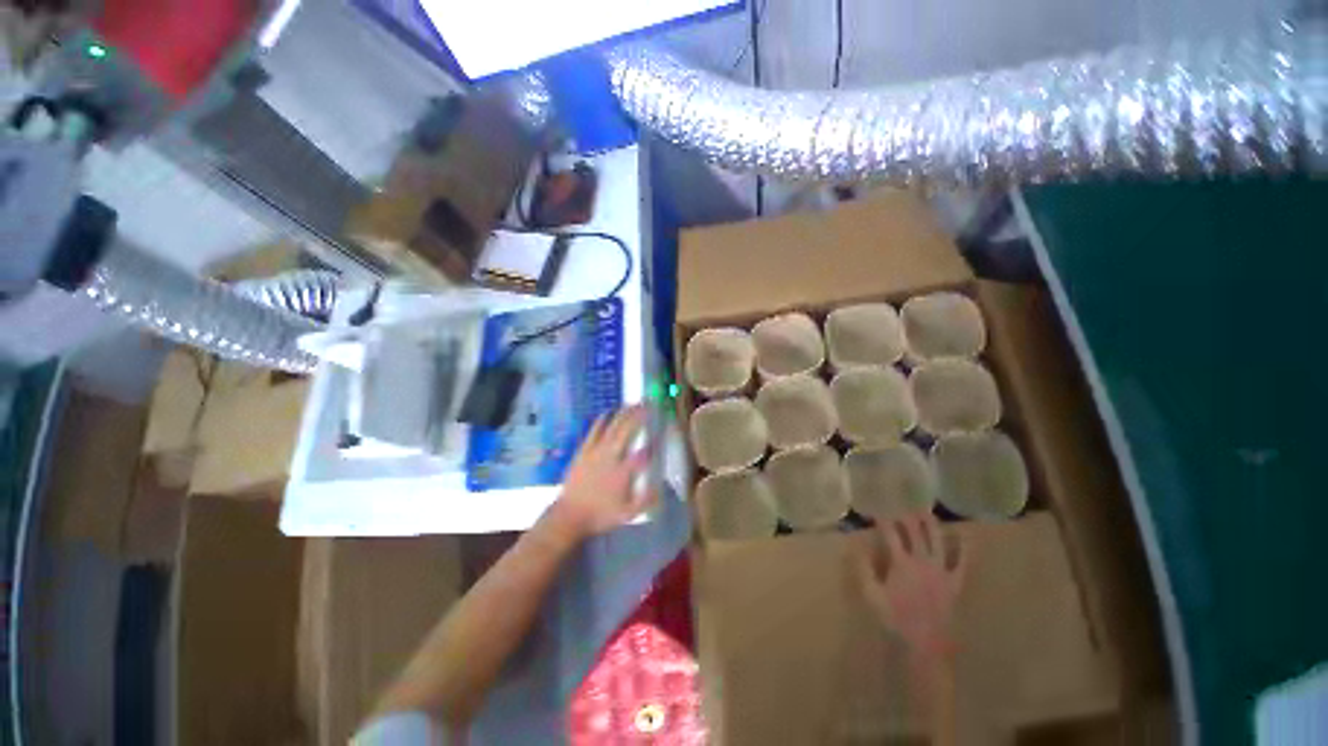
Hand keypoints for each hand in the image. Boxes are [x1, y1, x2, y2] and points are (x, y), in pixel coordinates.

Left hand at [550, 405, 655, 540]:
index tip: (660, 436)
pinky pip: (594, 431)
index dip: (653, 444)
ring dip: (623, 414)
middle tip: (648, 405)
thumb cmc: (600, 515)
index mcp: (622, 474)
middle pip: (626, 431)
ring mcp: (595, 452)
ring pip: (612, 427)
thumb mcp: (627, 514)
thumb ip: (645, 500)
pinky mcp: (584, 451)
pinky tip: (608, 411)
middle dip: (639, 417)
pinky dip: (602, 420)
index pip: (642, 454)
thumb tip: (661, 487)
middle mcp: (610, 458)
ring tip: (633, 404)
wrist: (569, 516)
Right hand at [858, 512, 967, 661]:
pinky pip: (962, 562)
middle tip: (902, 500)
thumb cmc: (895, 619)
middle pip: (915, 532)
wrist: (925, 644)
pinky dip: (964, 548)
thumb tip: (856, 545)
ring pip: (937, 541)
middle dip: (907, 515)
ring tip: (925, 510)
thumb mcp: (871, 595)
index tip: (876, 507)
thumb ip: (863, 569)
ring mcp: (941, 571)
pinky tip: (965, 535)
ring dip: (931, 524)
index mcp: (901, 564)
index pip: (890, 534)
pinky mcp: (954, 582)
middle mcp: (922, 561)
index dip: (882, 519)